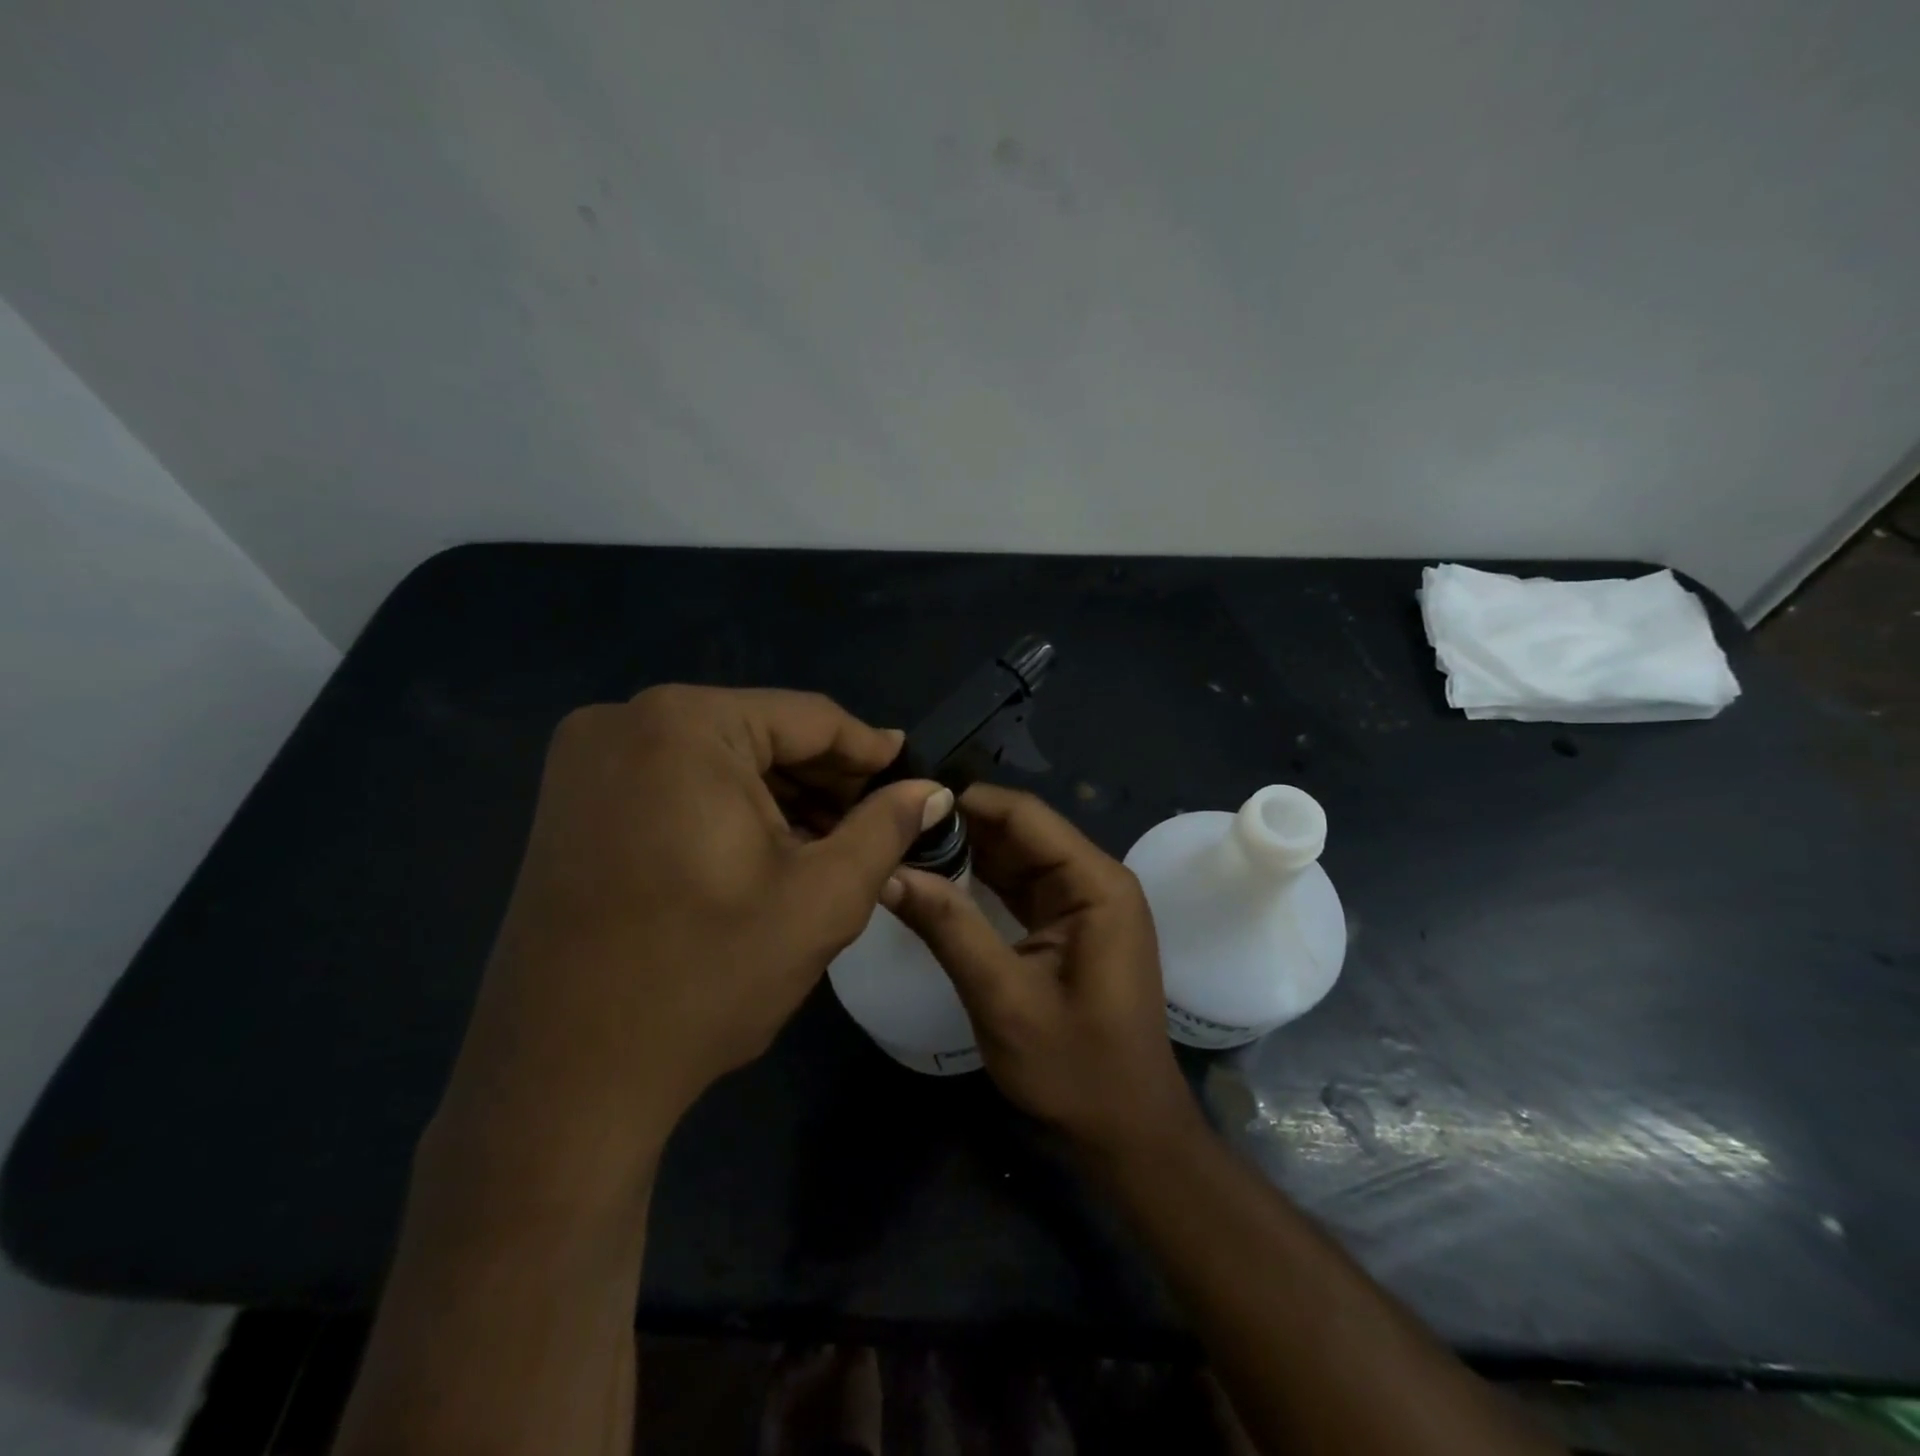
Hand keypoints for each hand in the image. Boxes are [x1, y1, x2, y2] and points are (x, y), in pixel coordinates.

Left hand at [434, 686, 948, 1189]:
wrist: (563, 1079)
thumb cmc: (705, 978)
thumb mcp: (822, 898)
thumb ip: (886, 828)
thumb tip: (933, 791)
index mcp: (687, 725)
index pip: (810, 719)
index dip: (871, 753)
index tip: (914, 781)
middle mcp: (626, 720)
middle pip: (760, 734)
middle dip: (824, 782)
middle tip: (878, 824)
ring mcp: (587, 760)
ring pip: (718, 759)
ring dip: (779, 798)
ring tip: (832, 844)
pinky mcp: (570, 801)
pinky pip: (675, 783)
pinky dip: (727, 810)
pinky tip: (767, 852)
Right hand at [884, 785, 1198, 1156]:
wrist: (1126, 1132)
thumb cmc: (1074, 1068)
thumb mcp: (1003, 999)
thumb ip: (949, 928)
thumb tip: (889, 872)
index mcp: (1095, 884)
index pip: (1025, 815)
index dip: (966, 802)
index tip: (905, 804)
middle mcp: (1094, 880)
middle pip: (1020, 831)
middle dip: (960, 827)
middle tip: (893, 828)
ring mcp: (1083, 902)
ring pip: (1016, 857)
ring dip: (966, 853)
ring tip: (904, 847)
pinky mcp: (1069, 926)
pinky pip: (1020, 887)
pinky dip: (980, 883)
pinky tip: (937, 881)